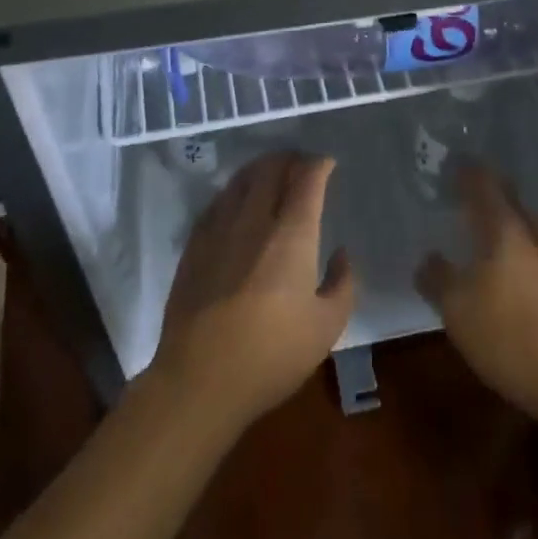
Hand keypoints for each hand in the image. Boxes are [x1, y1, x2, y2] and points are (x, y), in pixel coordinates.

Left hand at [152, 151, 356, 431]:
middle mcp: (255, 219)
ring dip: (260, 169)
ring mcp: (220, 228)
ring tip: (271, 174)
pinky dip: (234, 191)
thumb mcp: (326, 329)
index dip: (319, 164)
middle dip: (289, 158)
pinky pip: (218, 201)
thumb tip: (341, 254)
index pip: (307, 178)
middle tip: (301, 165)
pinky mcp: (195, 244)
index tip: (327, 164)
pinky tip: (237, 202)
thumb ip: (342, 285)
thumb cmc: (271, 356)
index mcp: (292, 234)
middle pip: (271, 168)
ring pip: (241, 179)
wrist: (199, 380)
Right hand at [417, 163, 537, 428]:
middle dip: (493, 202)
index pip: (484, 185)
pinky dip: (533, 261)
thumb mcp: (457, 311)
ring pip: (534, 232)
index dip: (468, 174)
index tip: (455, 167)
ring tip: (496, 244)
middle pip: (514, 205)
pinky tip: (524, 281)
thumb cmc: (511, 337)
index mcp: (507, 228)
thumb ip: (438, 279)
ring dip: (515, 233)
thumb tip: (428, 259)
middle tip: (471, 205)